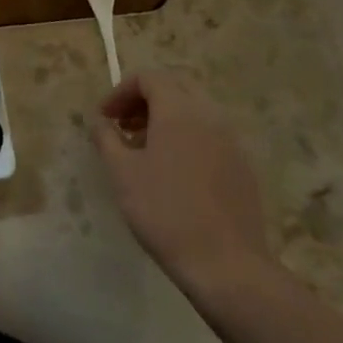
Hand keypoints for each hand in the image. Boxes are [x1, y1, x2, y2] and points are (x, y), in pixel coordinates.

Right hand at [93, 70, 273, 292]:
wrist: (227, 265)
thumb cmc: (165, 212)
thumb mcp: (122, 173)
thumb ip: (106, 138)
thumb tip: (99, 121)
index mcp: (179, 111)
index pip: (148, 78)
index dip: (121, 91)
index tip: (105, 117)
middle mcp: (209, 116)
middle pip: (175, 87)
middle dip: (144, 99)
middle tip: (123, 125)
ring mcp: (231, 141)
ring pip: (194, 111)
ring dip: (165, 118)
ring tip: (144, 149)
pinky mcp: (243, 166)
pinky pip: (210, 135)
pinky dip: (187, 137)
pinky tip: (173, 171)